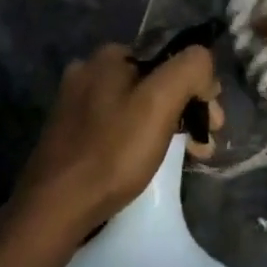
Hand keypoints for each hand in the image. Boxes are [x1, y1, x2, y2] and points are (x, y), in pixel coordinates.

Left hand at [12, 44, 221, 241]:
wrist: (53, 209)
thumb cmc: (112, 152)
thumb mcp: (160, 102)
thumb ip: (190, 69)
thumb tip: (203, 62)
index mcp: (109, 56)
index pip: (171, 56)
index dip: (199, 86)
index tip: (213, 122)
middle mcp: (89, 71)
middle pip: (156, 81)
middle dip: (188, 109)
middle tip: (205, 143)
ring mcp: (76, 104)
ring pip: (139, 105)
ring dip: (169, 126)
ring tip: (190, 157)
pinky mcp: (72, 135)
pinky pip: (120, 126)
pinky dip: (143, 139)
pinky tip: (153, 161)